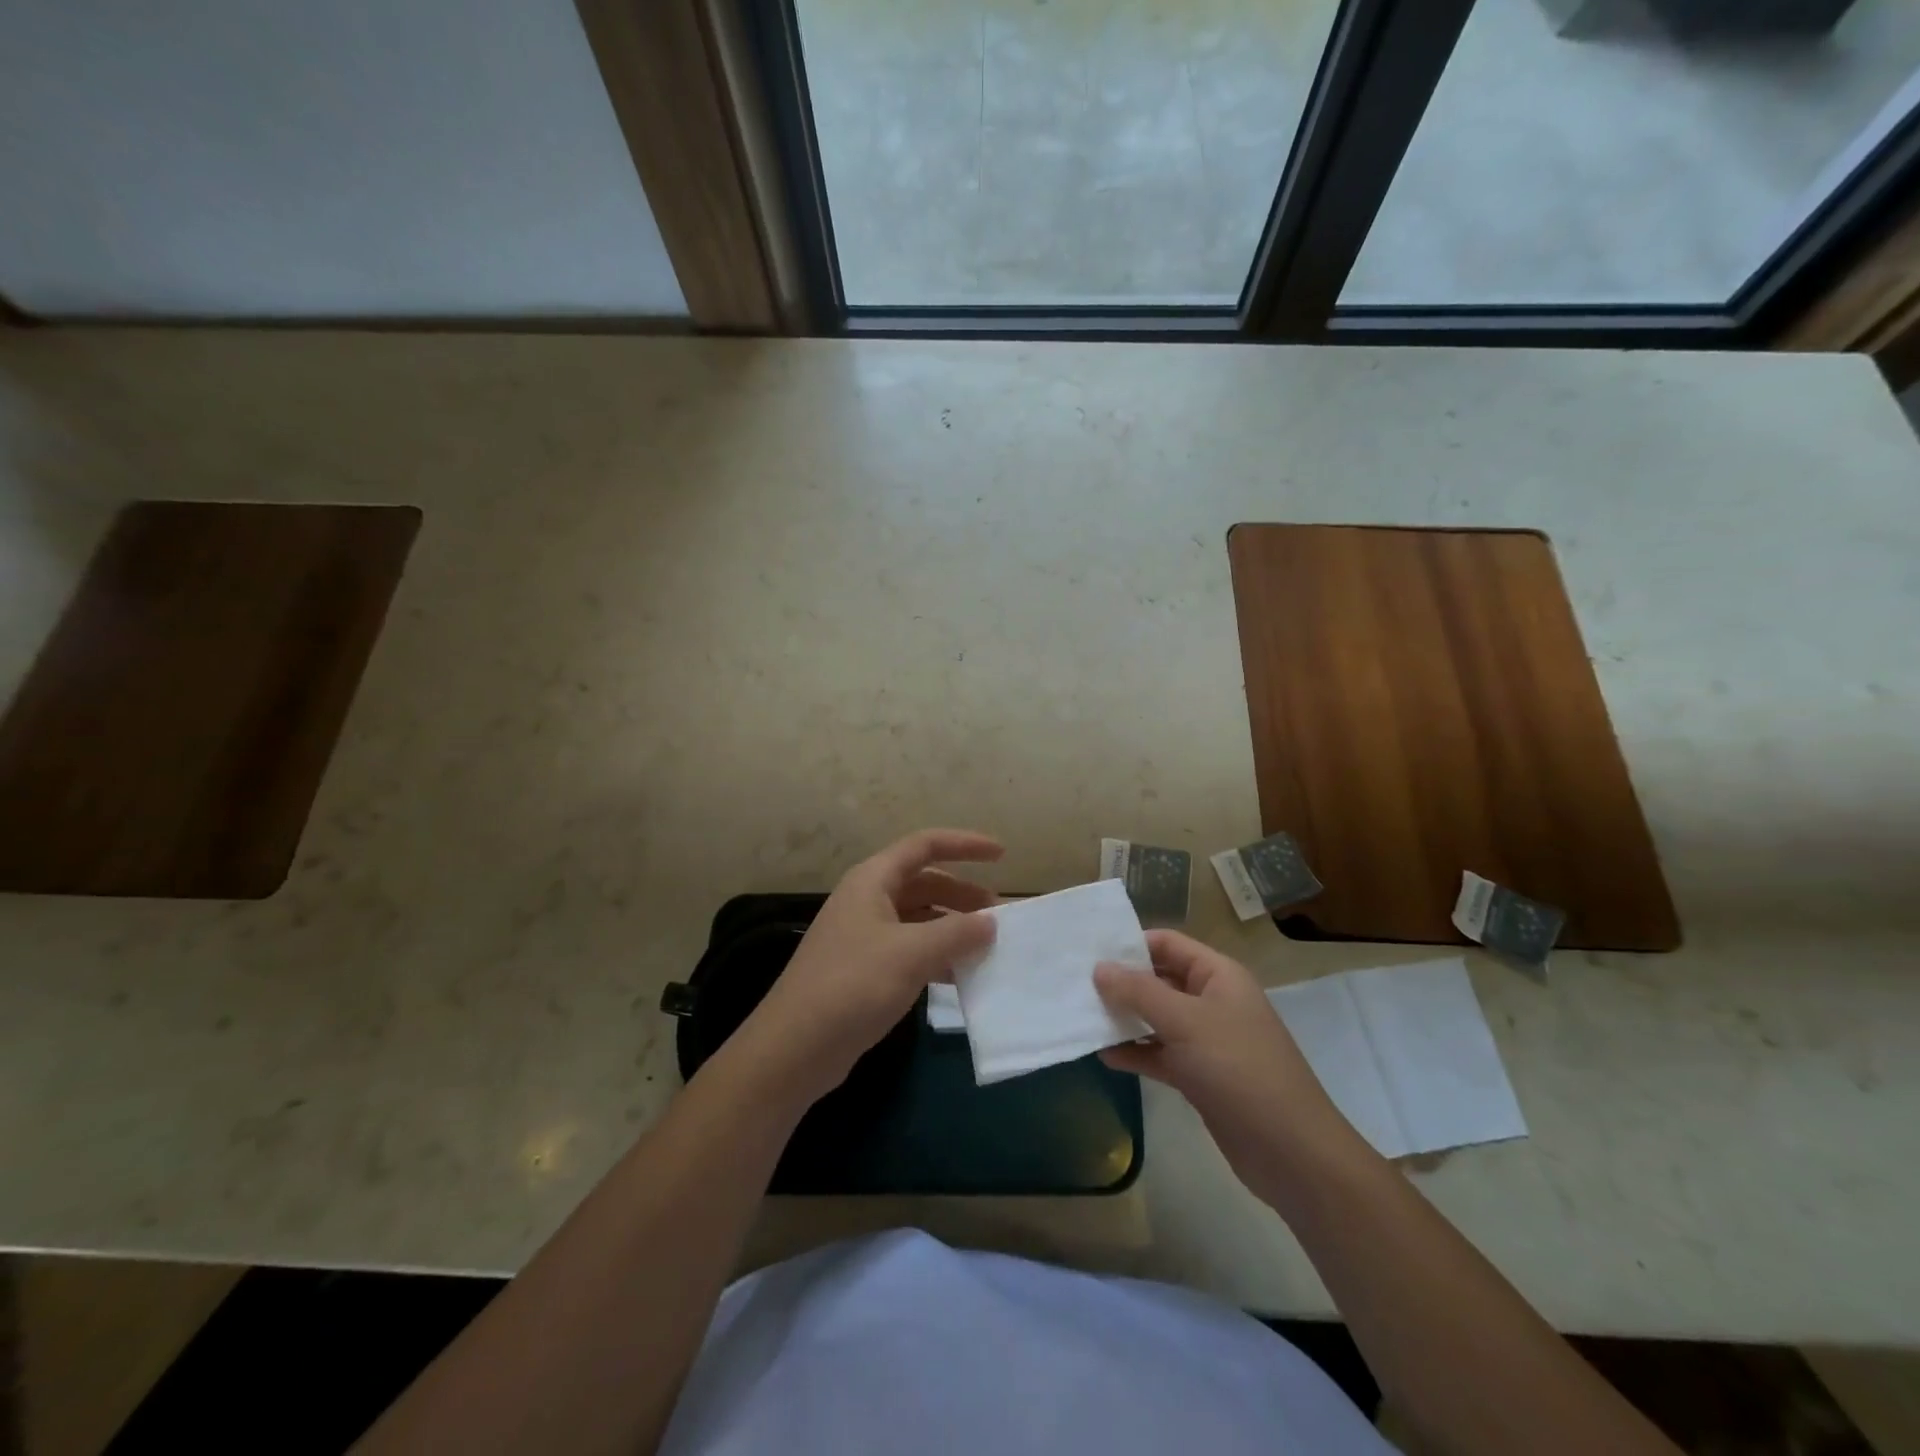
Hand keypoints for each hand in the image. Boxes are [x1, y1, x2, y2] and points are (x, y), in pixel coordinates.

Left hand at [725, 829, 1001, 1110]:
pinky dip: (937, 956)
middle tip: (999, 916)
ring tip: (987, 947)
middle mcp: (867, 900)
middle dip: (963, 894)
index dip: (965, 845)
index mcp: (873, 880)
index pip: (925, 846)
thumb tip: (990, 922)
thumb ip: (957, 932)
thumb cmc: (853, 985)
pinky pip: (910, 949)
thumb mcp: (912, 953)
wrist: (795, 1048)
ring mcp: (864, 936)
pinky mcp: (864, 970)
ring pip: (918, 919)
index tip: (1002, 854)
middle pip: (924, 883)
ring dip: (952, 928)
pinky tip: (960, 977)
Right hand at [1094, 930, 1367, 1207]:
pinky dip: (1136, 1053)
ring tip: (1082, 1017)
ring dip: (1125, 1019)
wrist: (1290, 1152)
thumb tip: (1099, 968)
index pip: (1168, 944)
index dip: (1131, 945)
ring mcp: (1207, 1041)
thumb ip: (1138, 992)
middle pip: (1160, 980)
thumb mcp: (1185, 1022)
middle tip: (1076, 985)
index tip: (1088, 953)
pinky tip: (1104, 1055)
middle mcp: (1213, 1001)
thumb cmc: (1238, 1069)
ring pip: (1157, 1019)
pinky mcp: (1200, 1076)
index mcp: (1218, 975)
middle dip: (1121, 983)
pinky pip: (1161, 1054)